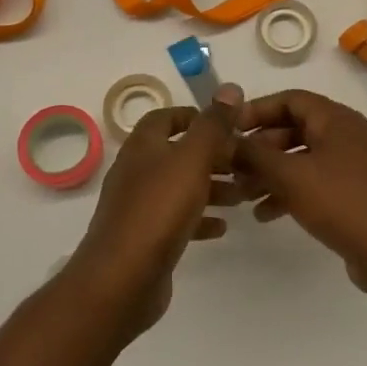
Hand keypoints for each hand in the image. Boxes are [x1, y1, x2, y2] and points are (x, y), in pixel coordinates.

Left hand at [67, 85, 245, 333]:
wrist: (122, 278)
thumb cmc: (159, 209)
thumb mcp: (192, 159)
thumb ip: (213, 125)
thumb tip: (230, 87)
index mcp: (143, 147)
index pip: (165, 118)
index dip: (194, 117)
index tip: (226, 126)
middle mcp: (137, 171)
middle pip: (177, 154)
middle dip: (211, 156)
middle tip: (244, 164)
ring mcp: (138, 206)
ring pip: (179, 187)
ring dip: (210, 188)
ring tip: (241, 196)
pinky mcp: (145, 238)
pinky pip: (176, 219)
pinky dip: (199, 218)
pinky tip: (222, 227)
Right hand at [233, 89, 366, 303]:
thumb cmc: (343, 203)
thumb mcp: (291, 176)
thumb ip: (255, 155)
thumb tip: (227, 141)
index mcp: (336, 119)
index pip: (290, 99)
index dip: (257, 110)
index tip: (228, 129)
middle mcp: (346, 135)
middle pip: (294, 129)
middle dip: (260, 148)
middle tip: (232, 167)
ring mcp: (353, 166)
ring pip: (302, 159)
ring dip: (271, 173)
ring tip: (242, 195)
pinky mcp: (355, 195)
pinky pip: (315, 183)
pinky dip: (290, 192)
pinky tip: (266, 214)